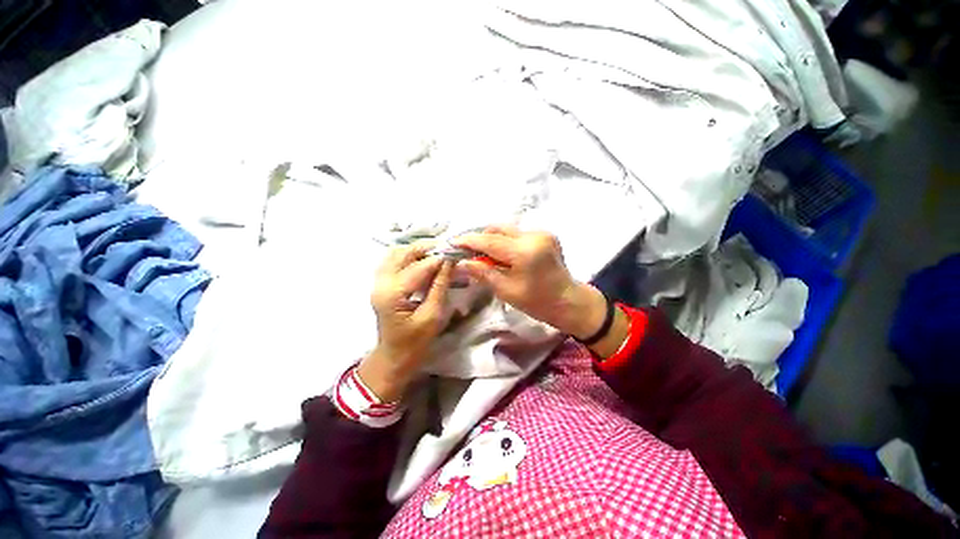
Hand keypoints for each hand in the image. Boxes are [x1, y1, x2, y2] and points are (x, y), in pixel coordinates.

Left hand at [358, 241, 453, 401]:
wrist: (394, 357)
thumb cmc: (416, 342)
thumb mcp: (433, 315)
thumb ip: (440, 285)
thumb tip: (450, 261)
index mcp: (393, 293)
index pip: (419, 266)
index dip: (440, 257)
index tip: (457, 252)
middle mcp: (381, 282)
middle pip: (402, 252)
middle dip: (427, 248)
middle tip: (448, 250)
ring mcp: (378, 282)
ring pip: (396, 253)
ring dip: (417, 250)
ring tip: (438, 254)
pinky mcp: (381, 283)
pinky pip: (393, 260)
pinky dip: (409, 256)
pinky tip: (423, 261)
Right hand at [452, 226, 606, 340]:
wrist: (569, 301)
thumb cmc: (537, 302)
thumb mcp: (506, 290)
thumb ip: (483, 272)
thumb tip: (461, 262)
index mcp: (525, 251)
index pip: (489, 240)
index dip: (468, 241)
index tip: (452, 243)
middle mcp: (533, 235)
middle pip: (497, 229)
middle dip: (480, 239)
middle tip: (468, 253)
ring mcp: (541, 233)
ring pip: (507, 230)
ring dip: (492, 240)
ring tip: (484, 256)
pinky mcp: (545, 234)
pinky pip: (517, 234)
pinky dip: (505, 241)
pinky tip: (501, 255)